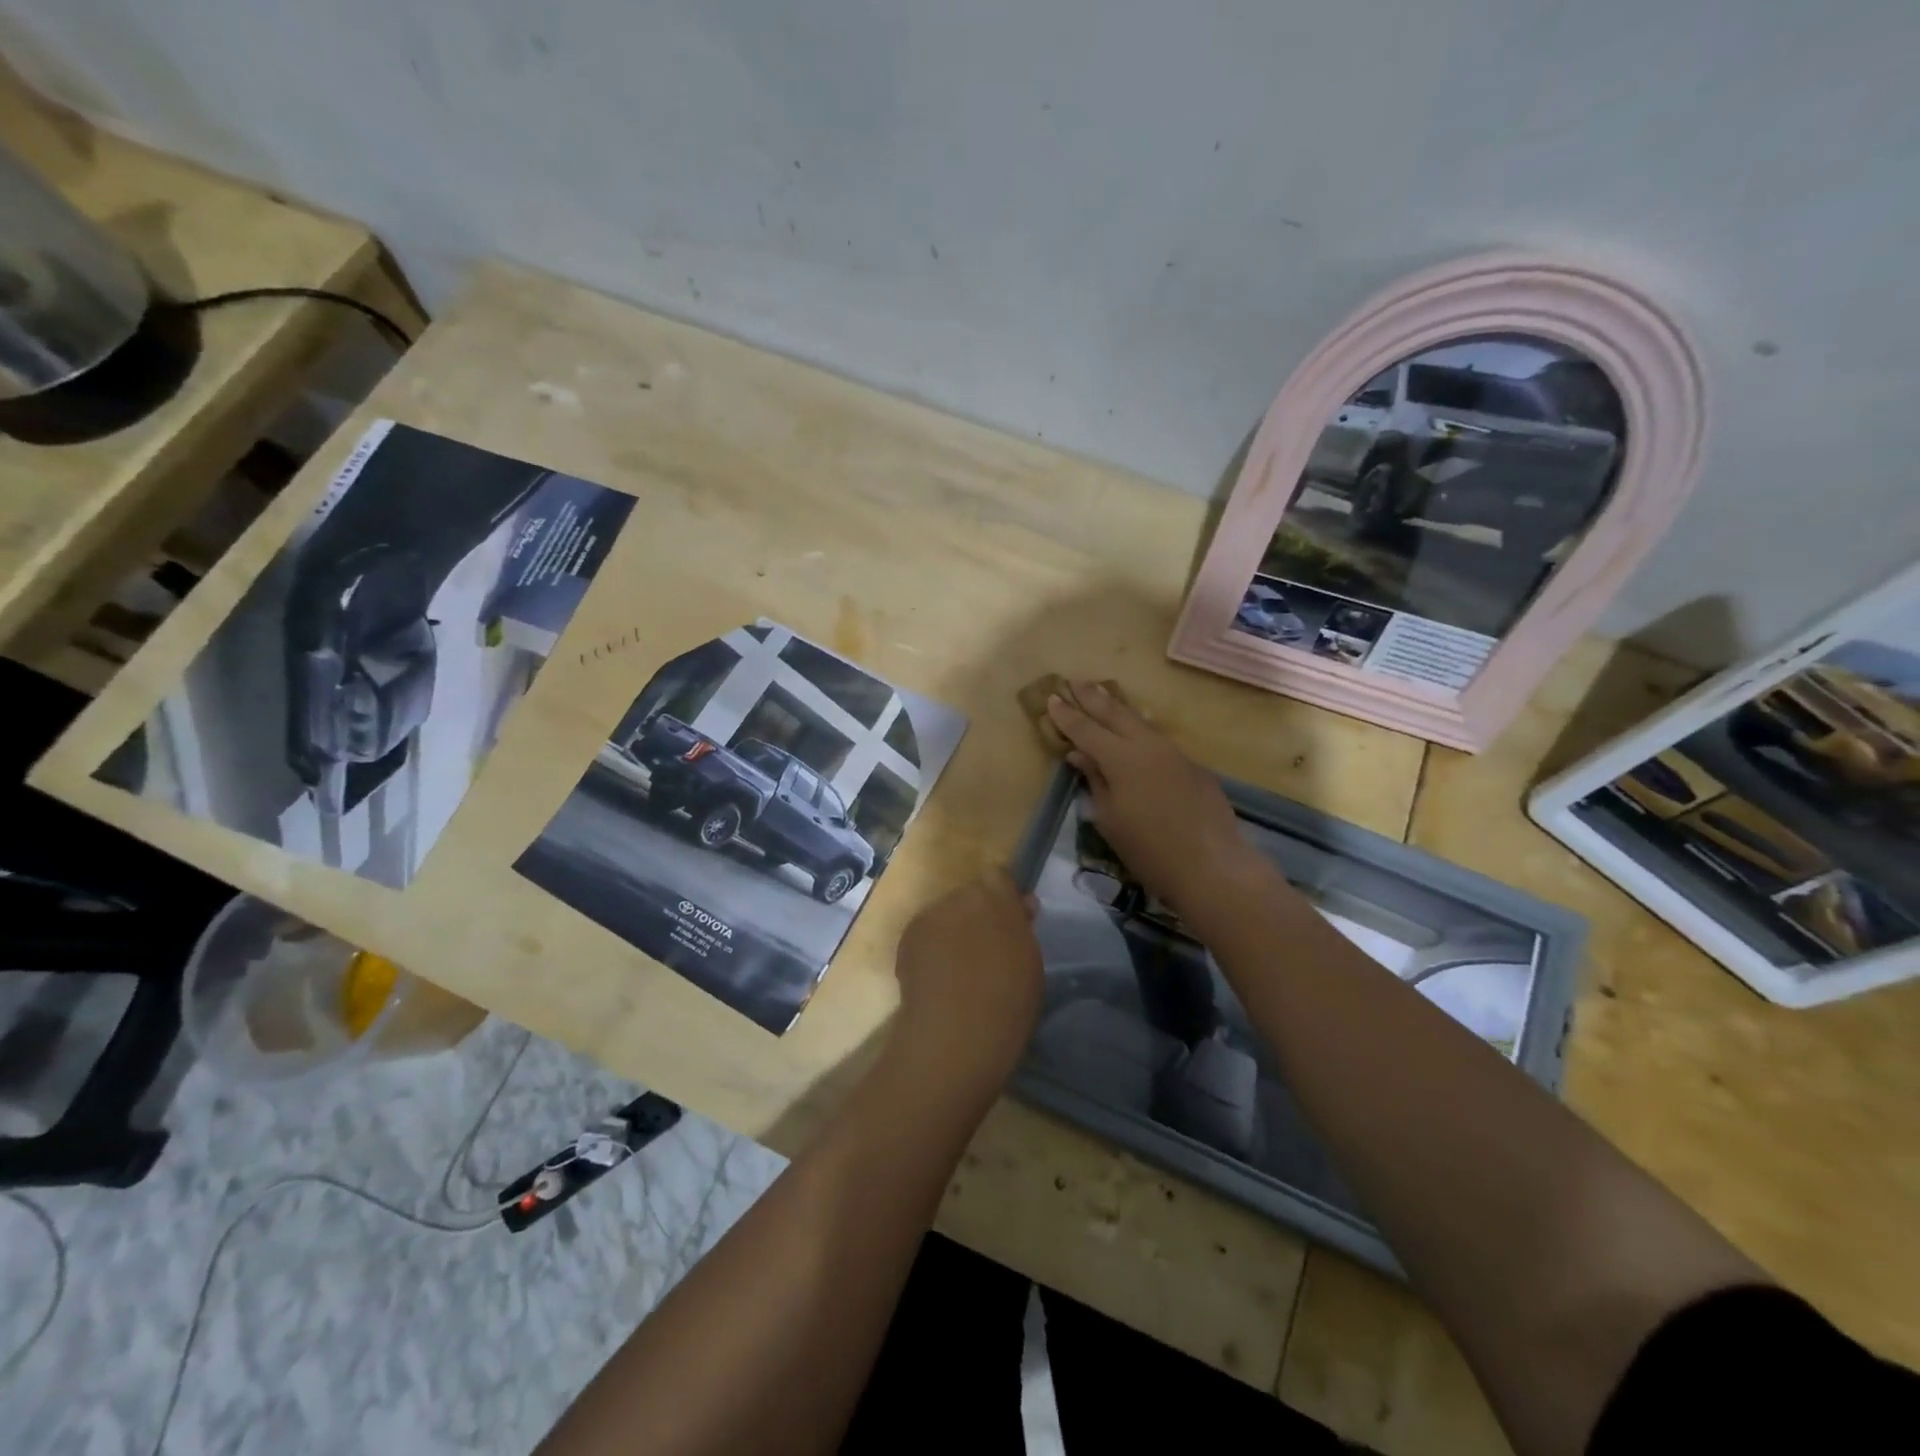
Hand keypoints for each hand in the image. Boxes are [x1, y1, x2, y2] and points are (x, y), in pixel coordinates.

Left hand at [891, 870, 1042, 1096]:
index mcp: (995, 897)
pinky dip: (932, 949)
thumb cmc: (1007, 1000)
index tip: (1013, 922)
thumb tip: (1020, 906)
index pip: (1000, 878)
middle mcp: (958, 897)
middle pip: (970, 896)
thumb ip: (1022, 927)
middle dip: (978, 915)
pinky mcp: (906, 940)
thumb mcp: (1030, 961)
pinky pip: (925, 935)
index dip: (1005, 898)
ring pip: (945, 915)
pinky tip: (938, 979)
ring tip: (959, 970)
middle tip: (986, 950)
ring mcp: (928, 917)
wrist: (955, 1034)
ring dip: (953, 931)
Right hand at [1046, 680, 1268, 920]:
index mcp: (1121, 758)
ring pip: (1140, 722)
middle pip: (1115, 714)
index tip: (1052, 697)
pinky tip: (1137, 729)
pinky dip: (1140, 728)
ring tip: (1104, 693)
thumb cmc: (1149, 850)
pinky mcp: (1192, 766)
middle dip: (1093, 697)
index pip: (1086, 729)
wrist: (1211, 865)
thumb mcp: (1110, 819)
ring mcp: (1174, 753)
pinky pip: (1158, 739)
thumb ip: (1095, 781)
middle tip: (1075, 680)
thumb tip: (1080, 755)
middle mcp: (1147, 746)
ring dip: (1118, 707)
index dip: (1067, 715)